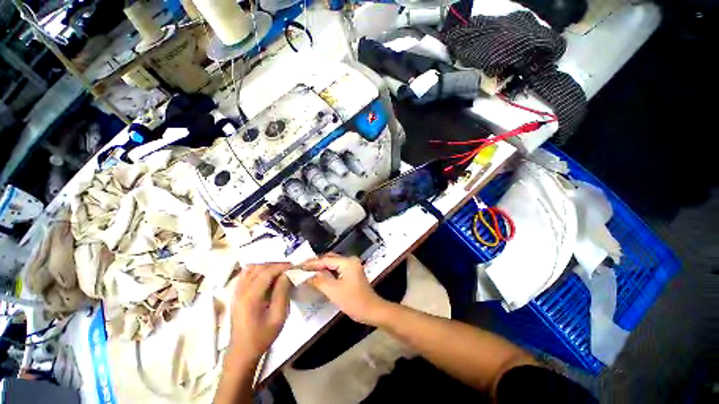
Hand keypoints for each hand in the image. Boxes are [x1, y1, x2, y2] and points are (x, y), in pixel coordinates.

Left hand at [230, 263, 291, 362]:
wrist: (243, 351)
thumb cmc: (263, 335)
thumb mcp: (278, 316)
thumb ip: (282, 292)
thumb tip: (286, 274)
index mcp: (250, 297)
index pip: (267, 273)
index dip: (281, 266)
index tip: (293, 266)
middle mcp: (240, 291)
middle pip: (258, 268)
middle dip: (274, 265)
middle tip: (288, 269)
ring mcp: (236, 292)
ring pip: (250, 269)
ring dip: (265, 267)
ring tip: (278, 271)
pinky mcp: (235, 295)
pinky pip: (245, 275)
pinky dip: (256, 271)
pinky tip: (265, 276)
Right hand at [303, 254, 387, 324]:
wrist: (372, 311)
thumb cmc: (354, 301)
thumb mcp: (334, 291)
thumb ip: (319, 281)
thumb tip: (305, 275)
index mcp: (348, 262)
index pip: (326, 260)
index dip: (311, 263)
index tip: (298, 267)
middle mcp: (350, 260)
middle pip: (329, 259)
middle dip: (315, 264)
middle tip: (300, 269)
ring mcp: (351, 266)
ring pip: (332, 264)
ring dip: (320, 268)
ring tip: (305, 272)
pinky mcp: (351, 273)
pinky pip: (336, 269)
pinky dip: (326, 272)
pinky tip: (317, 276)